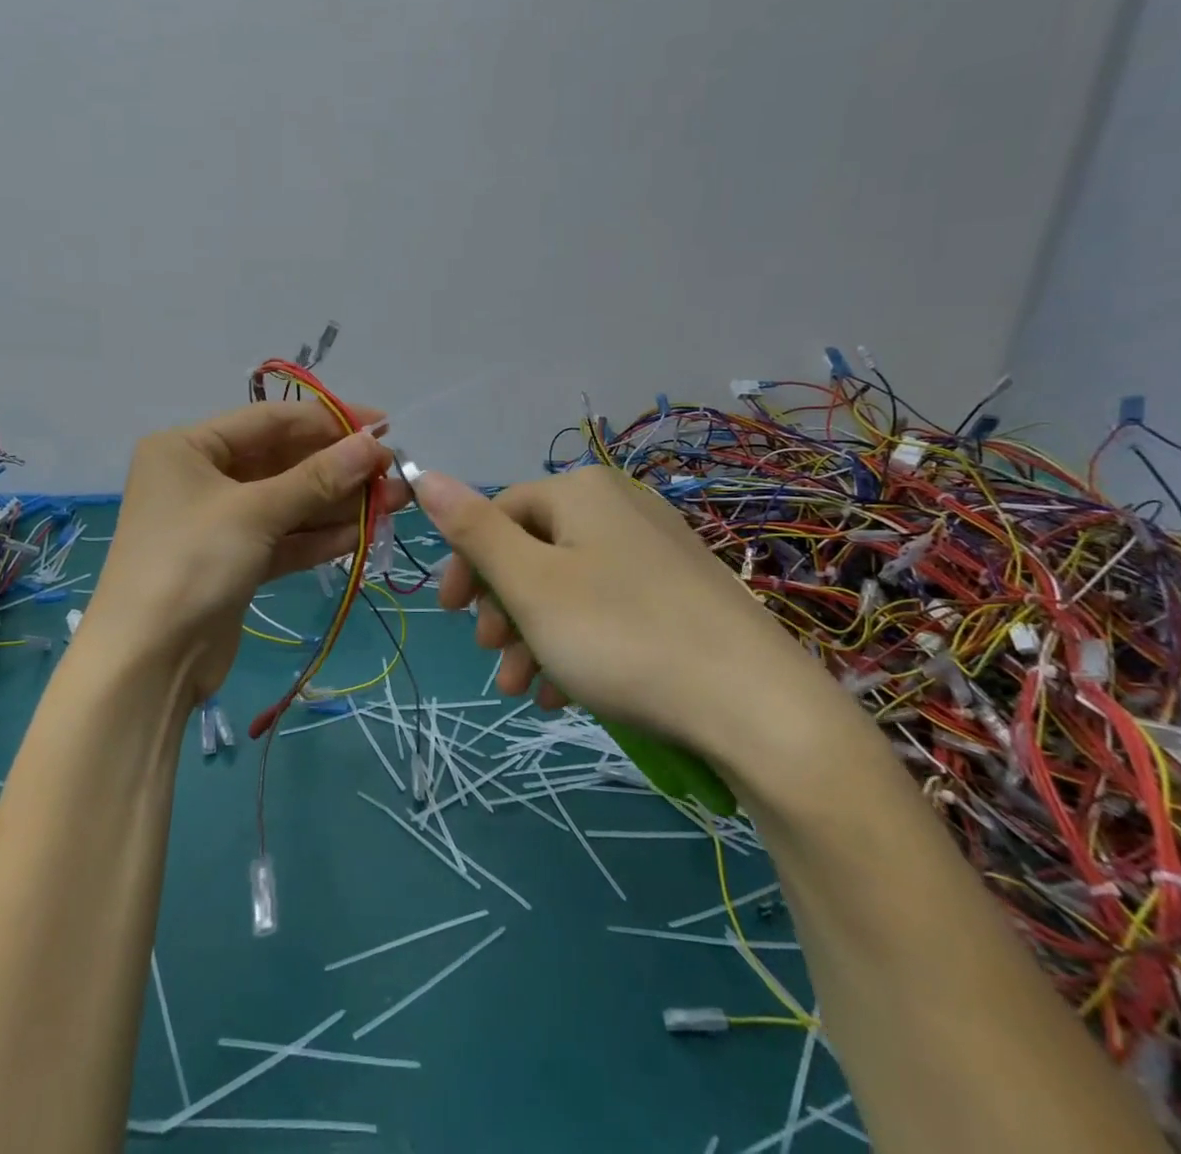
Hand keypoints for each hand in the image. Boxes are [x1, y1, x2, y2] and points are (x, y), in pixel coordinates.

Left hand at [85, 401, 403, 700]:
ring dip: (337, 503)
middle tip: (393, 472)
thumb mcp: (256, 512)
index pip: (270, 420)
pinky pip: (282, 538)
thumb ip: (318, 477)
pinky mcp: (234, 563)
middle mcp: (201, 478)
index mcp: (188, 447)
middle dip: (337, 468)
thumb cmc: (192, 563)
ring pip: (287, 503)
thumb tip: (374, 445)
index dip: (329, 420)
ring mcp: (217, 523)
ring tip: (393, 502)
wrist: (147, 663)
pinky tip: (363, 533)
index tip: (383, 427)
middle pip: (281, 462)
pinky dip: (318, 537)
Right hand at [411, 465, 842, 773]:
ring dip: (533, 635)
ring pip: (569, 587)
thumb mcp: (530, 584)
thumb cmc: (621, 635)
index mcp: (580, 492)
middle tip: (490, 656)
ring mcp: (656, 550)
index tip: (450, 617)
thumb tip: (423, 472)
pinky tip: (566, 694)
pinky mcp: (682, 594)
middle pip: (534, 551)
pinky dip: (577, 645)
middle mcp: (619, 507)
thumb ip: (472, 529)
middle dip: (502, 608)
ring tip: (522, 690)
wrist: (757, 708)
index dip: (466, 564)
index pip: (498, 513)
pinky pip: (609, 609)